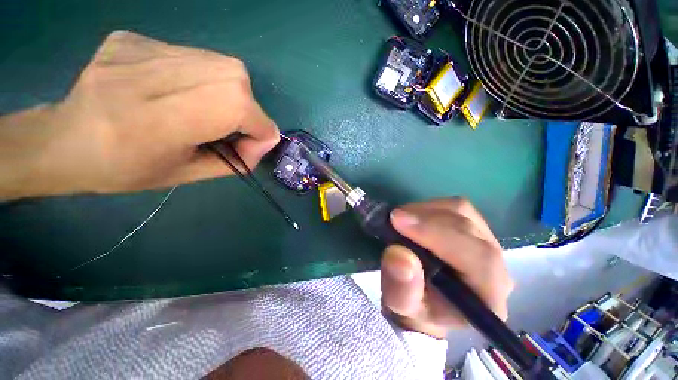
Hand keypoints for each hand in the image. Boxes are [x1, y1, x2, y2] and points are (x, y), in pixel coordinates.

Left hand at [0, 31, 278, 198]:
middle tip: (232, 127)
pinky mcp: (135, 39)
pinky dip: (205, 79)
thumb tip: (265, 140)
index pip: (237, 108)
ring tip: (207, 110)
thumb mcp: (188, 175)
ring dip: (230, 93)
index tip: (253, 146)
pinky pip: (195, 56)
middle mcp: (149, 75)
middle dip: (248, 109)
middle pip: (235, 78)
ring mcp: (139, 49)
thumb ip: (236, 159)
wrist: (64, 140)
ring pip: (221, 63)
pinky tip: (181, 92)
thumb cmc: (125, 169)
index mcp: (157, 122)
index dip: (259, 129)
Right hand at [380, 198, 513, 338]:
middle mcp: (497, 267)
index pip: (477, 257)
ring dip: (426, 211)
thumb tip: (399, 255)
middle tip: (394, 218)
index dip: (436, 234)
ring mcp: (488, 243)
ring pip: (462, 212)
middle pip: (468, 228)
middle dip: (426, 219)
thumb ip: (401, 288)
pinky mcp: (474, 228)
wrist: (425, 300)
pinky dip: (430, 207)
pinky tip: (414, 217)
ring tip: (402, 219)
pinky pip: (455, 208)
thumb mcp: (400, 306)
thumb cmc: (415, 307)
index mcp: (488, 296)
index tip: (398, 221)